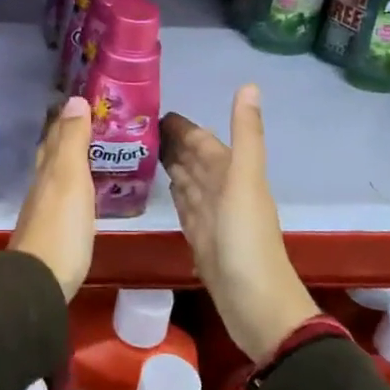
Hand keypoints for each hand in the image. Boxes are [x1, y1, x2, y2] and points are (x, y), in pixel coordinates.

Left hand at [11, 96, 95, 301]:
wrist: (39, 281)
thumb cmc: (60, 226)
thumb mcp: (69, 177)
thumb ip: (72, 141)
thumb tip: (75, 100)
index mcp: (48, 169)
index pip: (55, 135)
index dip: (68, 118)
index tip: (85, 102)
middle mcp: (42, 186)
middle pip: (52, 154)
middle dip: (68, 137)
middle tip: (93, 125)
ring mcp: (45, 211)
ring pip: (57, 176)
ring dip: (72, 162)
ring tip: (95, 154)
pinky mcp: (53, 233)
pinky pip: (64, 199)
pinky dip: (75, 188)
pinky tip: (85, 194)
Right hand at [161, 85, 316, 365]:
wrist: (256, 305)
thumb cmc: (247, 241)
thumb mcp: (246, 181)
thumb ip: (246, 135)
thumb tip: (249, 84)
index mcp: (232, 173)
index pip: (203, 141)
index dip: (182, 126)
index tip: (150, 109)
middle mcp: (222, 190)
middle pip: (194, 159)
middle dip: (171, 142)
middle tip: (133, 127)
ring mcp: (211, 216)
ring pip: (188, 181)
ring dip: (170, 164)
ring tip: (139, 149)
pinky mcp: (200, 238)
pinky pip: (184, 206)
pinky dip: (174, 192)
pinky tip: (162, 185)